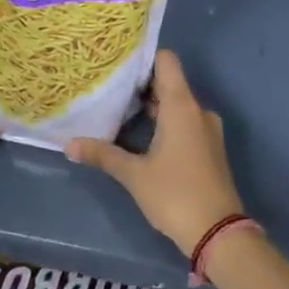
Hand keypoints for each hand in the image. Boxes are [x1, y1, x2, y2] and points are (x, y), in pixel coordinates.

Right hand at [67, 51, 243, 255]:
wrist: (218, 232)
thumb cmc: (175, 194)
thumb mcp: (134, 175)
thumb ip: (103, 155)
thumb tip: (69, 144)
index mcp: (182, 105)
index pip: (167, 61)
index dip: (144, 57)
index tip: (118, 62)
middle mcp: (198, 110)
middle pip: (170, 82)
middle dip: (141, 85)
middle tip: (109, 87)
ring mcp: (207, 129)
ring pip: (177, 105)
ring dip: (152, 106)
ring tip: (119, 110)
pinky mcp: (209, 148)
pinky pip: (185, 122)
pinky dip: (165, 122)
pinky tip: (142, 136)